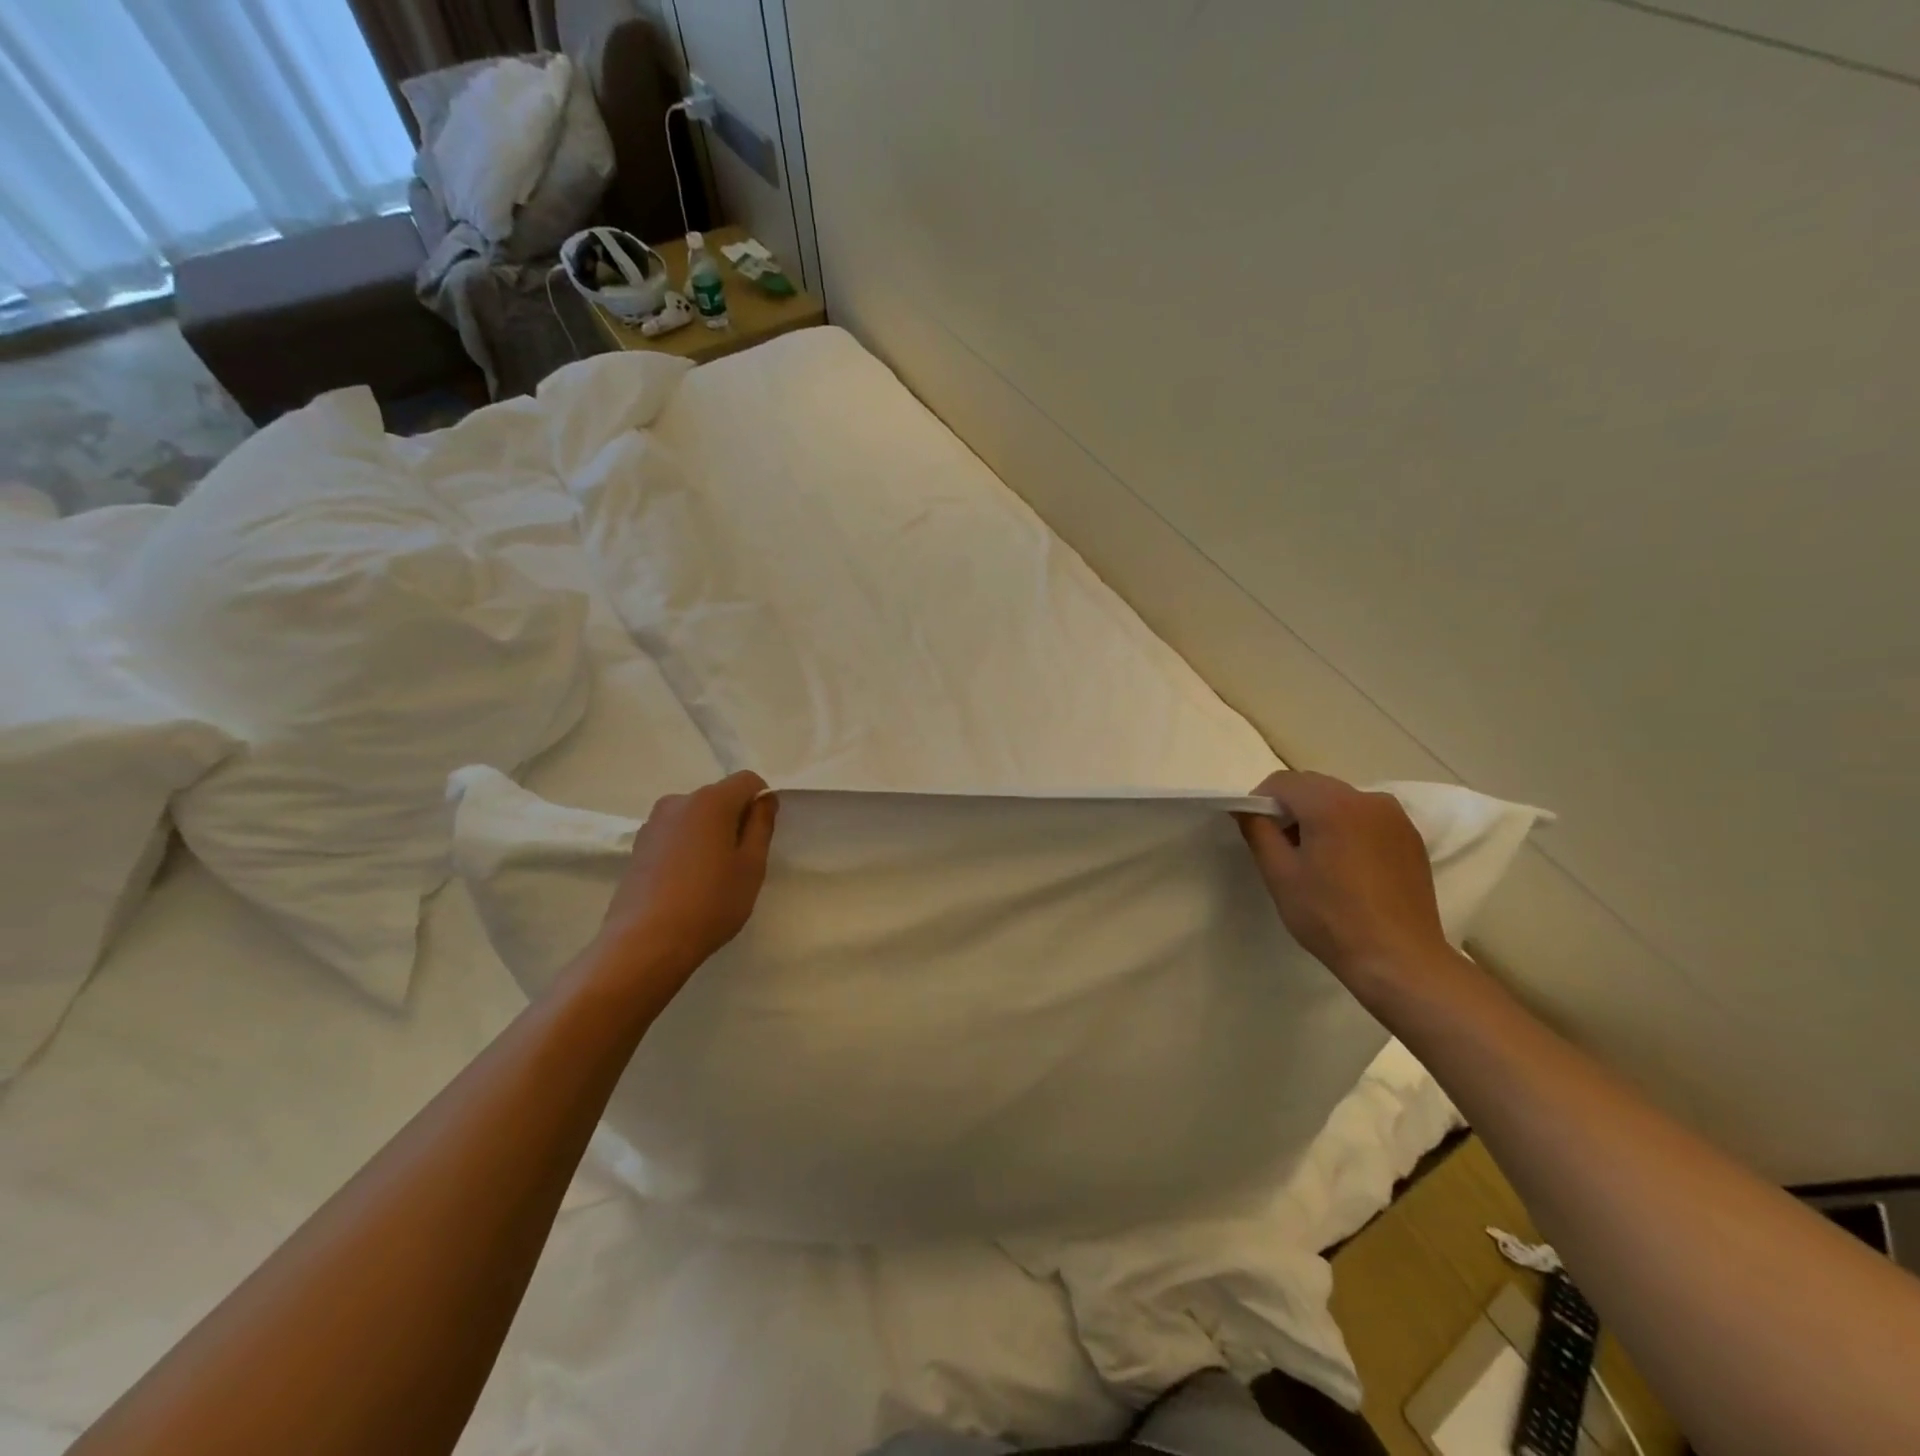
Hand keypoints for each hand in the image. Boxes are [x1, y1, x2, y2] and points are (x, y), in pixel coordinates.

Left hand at [589, 771, 778, 1003]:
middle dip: (734, 819)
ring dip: (709, 834)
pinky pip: (675, 835)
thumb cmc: (710, 903)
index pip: (748, 780)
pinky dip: (687, 848)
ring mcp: (653, 824)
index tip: (761, 836)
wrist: (645, 943)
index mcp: (710, 800)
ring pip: (695, 817)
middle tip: (740, 862)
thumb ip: (761, 825)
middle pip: (719, 797)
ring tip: (711, 877)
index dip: (761, 801)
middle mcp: (678, 802)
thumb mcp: (751, 866)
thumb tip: (763, 799)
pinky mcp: (638, 846)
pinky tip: (686, 884)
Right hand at [1237, 770, 1451, 998]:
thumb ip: (1258, 831)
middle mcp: (1367, 799)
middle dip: (1290, 808)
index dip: (1260, 801)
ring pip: (1341, 800)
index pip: (1282, 782)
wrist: (1399, 959)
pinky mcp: (1410, 837)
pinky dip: (1347, 828)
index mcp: (1331, 804)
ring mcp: (1394, 817)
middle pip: (1313, 786)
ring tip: (1316, 859)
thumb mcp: (1280, 874)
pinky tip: (1346, 867)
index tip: (1255, 830)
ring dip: (1319, 816)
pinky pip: (1366, 818)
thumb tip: (1245, 808)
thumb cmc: (1330, 917)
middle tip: (1281, 847)